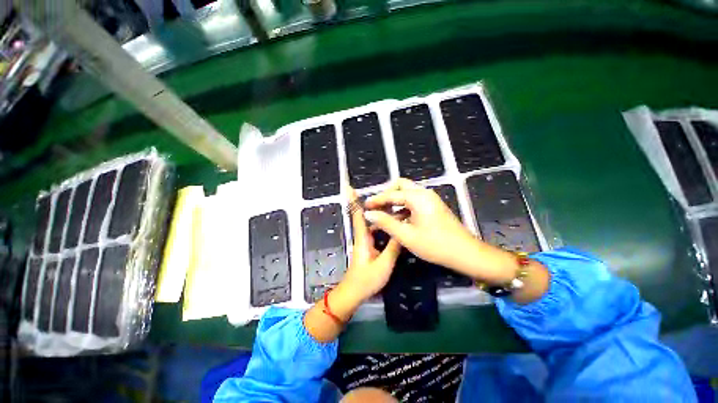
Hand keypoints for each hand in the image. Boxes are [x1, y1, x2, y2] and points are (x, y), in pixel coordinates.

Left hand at [339, 187, 401, 302]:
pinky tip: (394, 225)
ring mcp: (365, 241)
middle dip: (375, 204)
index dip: (353, 200)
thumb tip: (402, 231)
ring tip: (396, 208)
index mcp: (363, 237)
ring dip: (382, 215)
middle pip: (367, 215)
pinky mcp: (369, 247)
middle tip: (390, 195)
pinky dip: (383, 225)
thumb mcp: (384, 264)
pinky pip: (376, 231)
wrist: (354, 293)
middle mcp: (363, 236)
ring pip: (373, 223)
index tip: (349, 187)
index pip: (357, 214)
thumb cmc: (367, 279)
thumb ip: (393, 247)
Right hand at [363, 178, 477, 269]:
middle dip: (387, 194)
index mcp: (417, 197)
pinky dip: (403, 207)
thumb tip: (369, 214)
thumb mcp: (406, 235)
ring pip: (407, 193)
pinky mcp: (433, 207)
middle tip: (377, 207)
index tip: (364, 206)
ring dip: (394, 201)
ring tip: (383, 214)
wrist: (466, 253)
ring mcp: (430, 199)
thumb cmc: (435, 245)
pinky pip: (414, 201)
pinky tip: (397, 219)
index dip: (376, 200)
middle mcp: (424, 193)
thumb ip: (386, 222)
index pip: (391, 194)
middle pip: (401, 186)